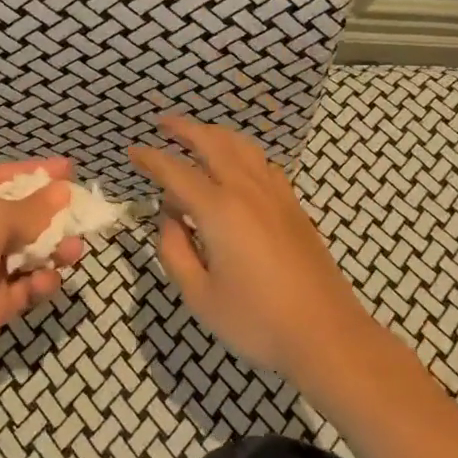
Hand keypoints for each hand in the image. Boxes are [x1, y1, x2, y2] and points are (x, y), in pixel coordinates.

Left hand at [0, 158, 86, 398]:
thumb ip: (31, 208)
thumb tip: (62, 192)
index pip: (5, 179)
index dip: (37, 173)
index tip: (71, 169)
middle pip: (23, 218)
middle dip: (54, 216)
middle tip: (83, 217)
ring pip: (31, 254)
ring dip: (54, 249)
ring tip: (73, 252)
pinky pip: (27, 288)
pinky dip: (41, 283)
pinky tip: (45, 282)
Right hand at [129, 117, 367, 377]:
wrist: (326, 333)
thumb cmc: (256, 320)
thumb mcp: (199, 296)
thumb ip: (174, 251)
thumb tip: (169, 219)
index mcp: (219, 210)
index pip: (175, 172)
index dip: (151, 159)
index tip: (132, 152)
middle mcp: (247, 189)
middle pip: (212, 142)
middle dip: (184, 128)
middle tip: (162, 123)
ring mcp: (275, 194)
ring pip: (242, 145)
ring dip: (214, 134)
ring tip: (197, 136)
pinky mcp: (293, 205)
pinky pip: (263, 162)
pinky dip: (241, 151)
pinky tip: (237, 166)